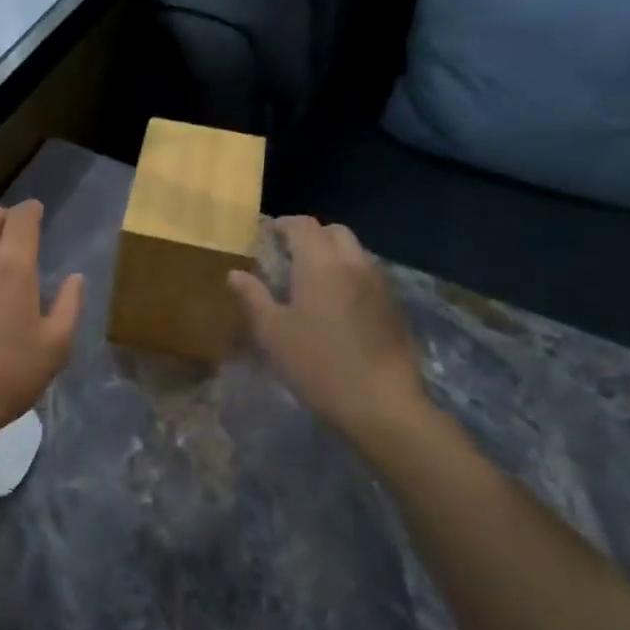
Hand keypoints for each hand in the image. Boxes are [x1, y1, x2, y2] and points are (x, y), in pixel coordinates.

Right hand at [228, 217, 430, 456]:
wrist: (382, 404)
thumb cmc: (317, 364)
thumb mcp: (272, 333)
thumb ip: (253, 297)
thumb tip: (235, 273)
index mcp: (320, 263)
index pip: (302, 225)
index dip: (282, 225)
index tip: (265, 236)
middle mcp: (354, 264)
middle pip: (334, 232)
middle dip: (311, 236)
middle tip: (288, 256)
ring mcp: (379, 285)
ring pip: (355, 253)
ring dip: (332, 255)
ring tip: (311, 282)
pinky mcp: (394, 308)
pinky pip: (368, 276)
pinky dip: (349, 277)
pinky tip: (336, 306)